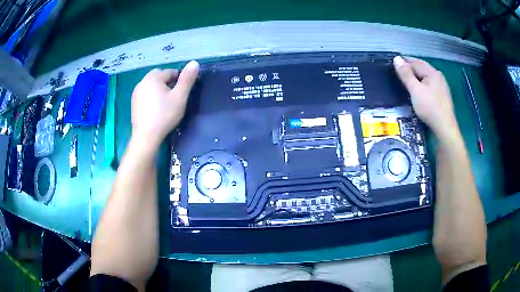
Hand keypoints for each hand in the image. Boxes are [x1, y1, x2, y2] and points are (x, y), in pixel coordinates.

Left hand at [131, 60, 198, 146]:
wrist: (146, 136)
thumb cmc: (164, 115)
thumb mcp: (180, 97)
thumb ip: (187, 79)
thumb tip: (194, 62)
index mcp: (153, 78)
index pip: (170, 72)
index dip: (179, 80)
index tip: (182, 92)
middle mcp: (142, 82)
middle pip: (158, 76)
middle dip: (167, 83)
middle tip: (173, 97)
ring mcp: (136, 93)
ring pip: (151, 85)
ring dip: (158, 89)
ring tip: (165, 103)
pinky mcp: (133, 104)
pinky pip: (145, 94)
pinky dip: (151, 97)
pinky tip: (155, 109)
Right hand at [393, 56, 458, 140]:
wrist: (445, 129)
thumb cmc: (430, 108)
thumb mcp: (415, 90)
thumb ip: (406, 74)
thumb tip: (396, 59)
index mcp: (433, 73)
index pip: (415, 62)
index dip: (404, 61)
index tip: (393, 62)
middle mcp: (438, 77)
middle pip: (422, 68)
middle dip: (410, 68)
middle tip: (398, 71)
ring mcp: (442, 87)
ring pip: (426, 78)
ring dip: (416, 77)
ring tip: (406, 80)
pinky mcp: (442, 97)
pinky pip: (429, 86)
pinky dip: (422, 84)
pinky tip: (418, 90)